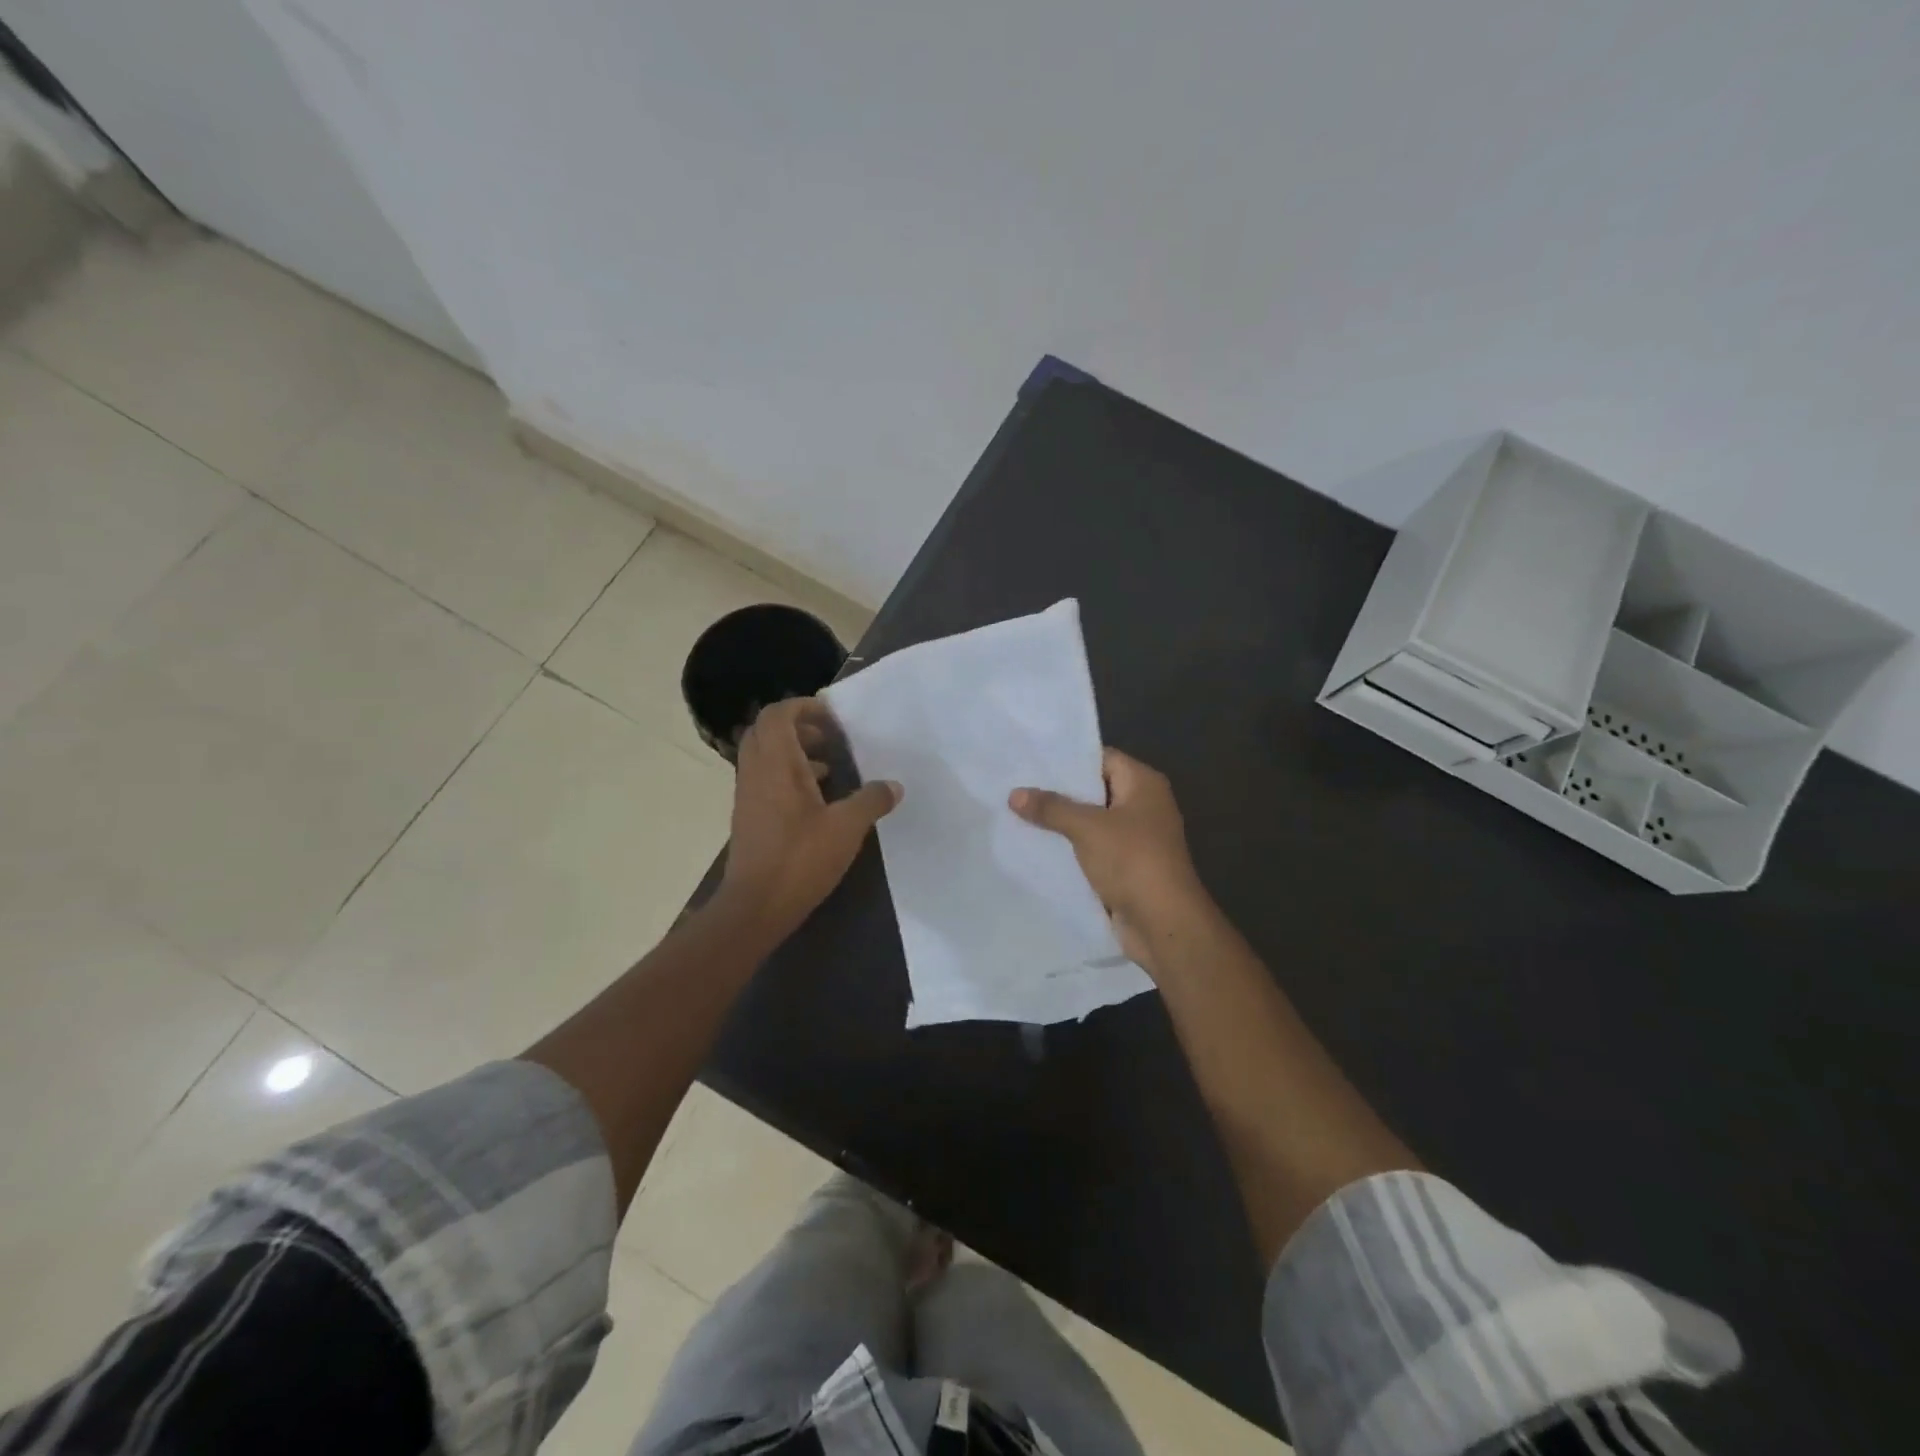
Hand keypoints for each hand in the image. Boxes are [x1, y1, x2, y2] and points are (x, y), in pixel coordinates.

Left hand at [716, 698, 900, 943]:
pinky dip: (788, 776)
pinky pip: (765, 779)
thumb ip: (872, 800)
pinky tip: (817, 800)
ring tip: (829, 767)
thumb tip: (894, 785)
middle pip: (766, 731)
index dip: (803, 707)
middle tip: (829, 737)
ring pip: (765, 756)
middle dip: (798, 727)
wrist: (756, 906)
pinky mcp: (750, 817)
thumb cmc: (800, 859)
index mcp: (777, 764)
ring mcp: (749, 795)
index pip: (778, 715)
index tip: (832, 716)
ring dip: (794, 752)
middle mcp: (757, 772)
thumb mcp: (847, 828)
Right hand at [1010, 749, 1208, 976]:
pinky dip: (1070, 848)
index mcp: (1144, 784)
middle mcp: (1144, 805)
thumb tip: (1014, 794)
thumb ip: (1051, 808)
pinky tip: (1037, 847)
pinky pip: (1093, 849)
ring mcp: (1137, 838)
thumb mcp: (1087, 828)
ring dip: (1062, 823)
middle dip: (1059, 792)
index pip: (1102, 758)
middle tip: (1017, 786)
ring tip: (1018, 814)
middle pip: (1095, 789)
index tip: (1031, 760)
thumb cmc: (1132, 861)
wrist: (1163, 922)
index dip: (1068, 759)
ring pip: (1092, 822)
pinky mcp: (1127, 867)